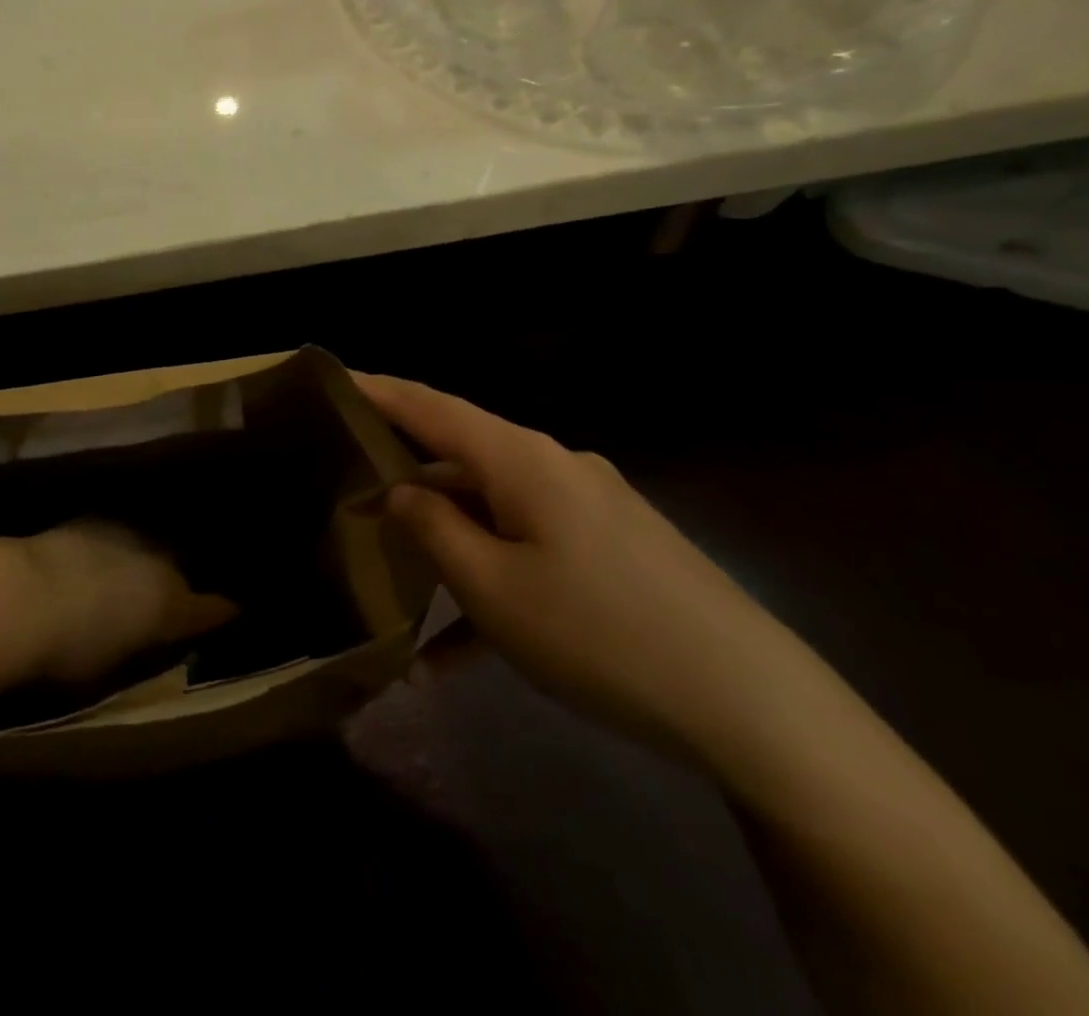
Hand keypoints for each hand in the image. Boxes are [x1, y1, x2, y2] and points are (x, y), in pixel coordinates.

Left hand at [21, 521, 237, 683]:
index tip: (232, 611)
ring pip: (149, 544)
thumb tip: (154, 640)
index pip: (211, 609)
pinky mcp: (94, 518)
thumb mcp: (116, 665)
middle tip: (167, 596)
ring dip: (144, 558)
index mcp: (173, 606)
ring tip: (133, 571)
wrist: (24, 594)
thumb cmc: (71, 650)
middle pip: (178, 569)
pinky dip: (115, 545)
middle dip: (178, 580)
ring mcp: (128, 533)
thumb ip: (144, 649)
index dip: (220, 611)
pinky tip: (100, 555)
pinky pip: (118, 532)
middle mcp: (160, 561)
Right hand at [356, 373, 820, 767]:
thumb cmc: (601, 635)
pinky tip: (461, 655)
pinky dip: (494, 585)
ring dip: (447, 550)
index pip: (432, 406)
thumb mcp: (493, 589)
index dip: (377, 390)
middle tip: (347, 500)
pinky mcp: (613, 548)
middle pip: (460, 458)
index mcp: (523, 460)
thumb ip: (433, 529)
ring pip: (492, 512)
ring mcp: (590, 507)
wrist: (757, 710)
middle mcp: (555, 467)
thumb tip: (400, 491)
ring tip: (397, 597)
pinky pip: (532, 550)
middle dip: (403, 480)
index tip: (331, 378)